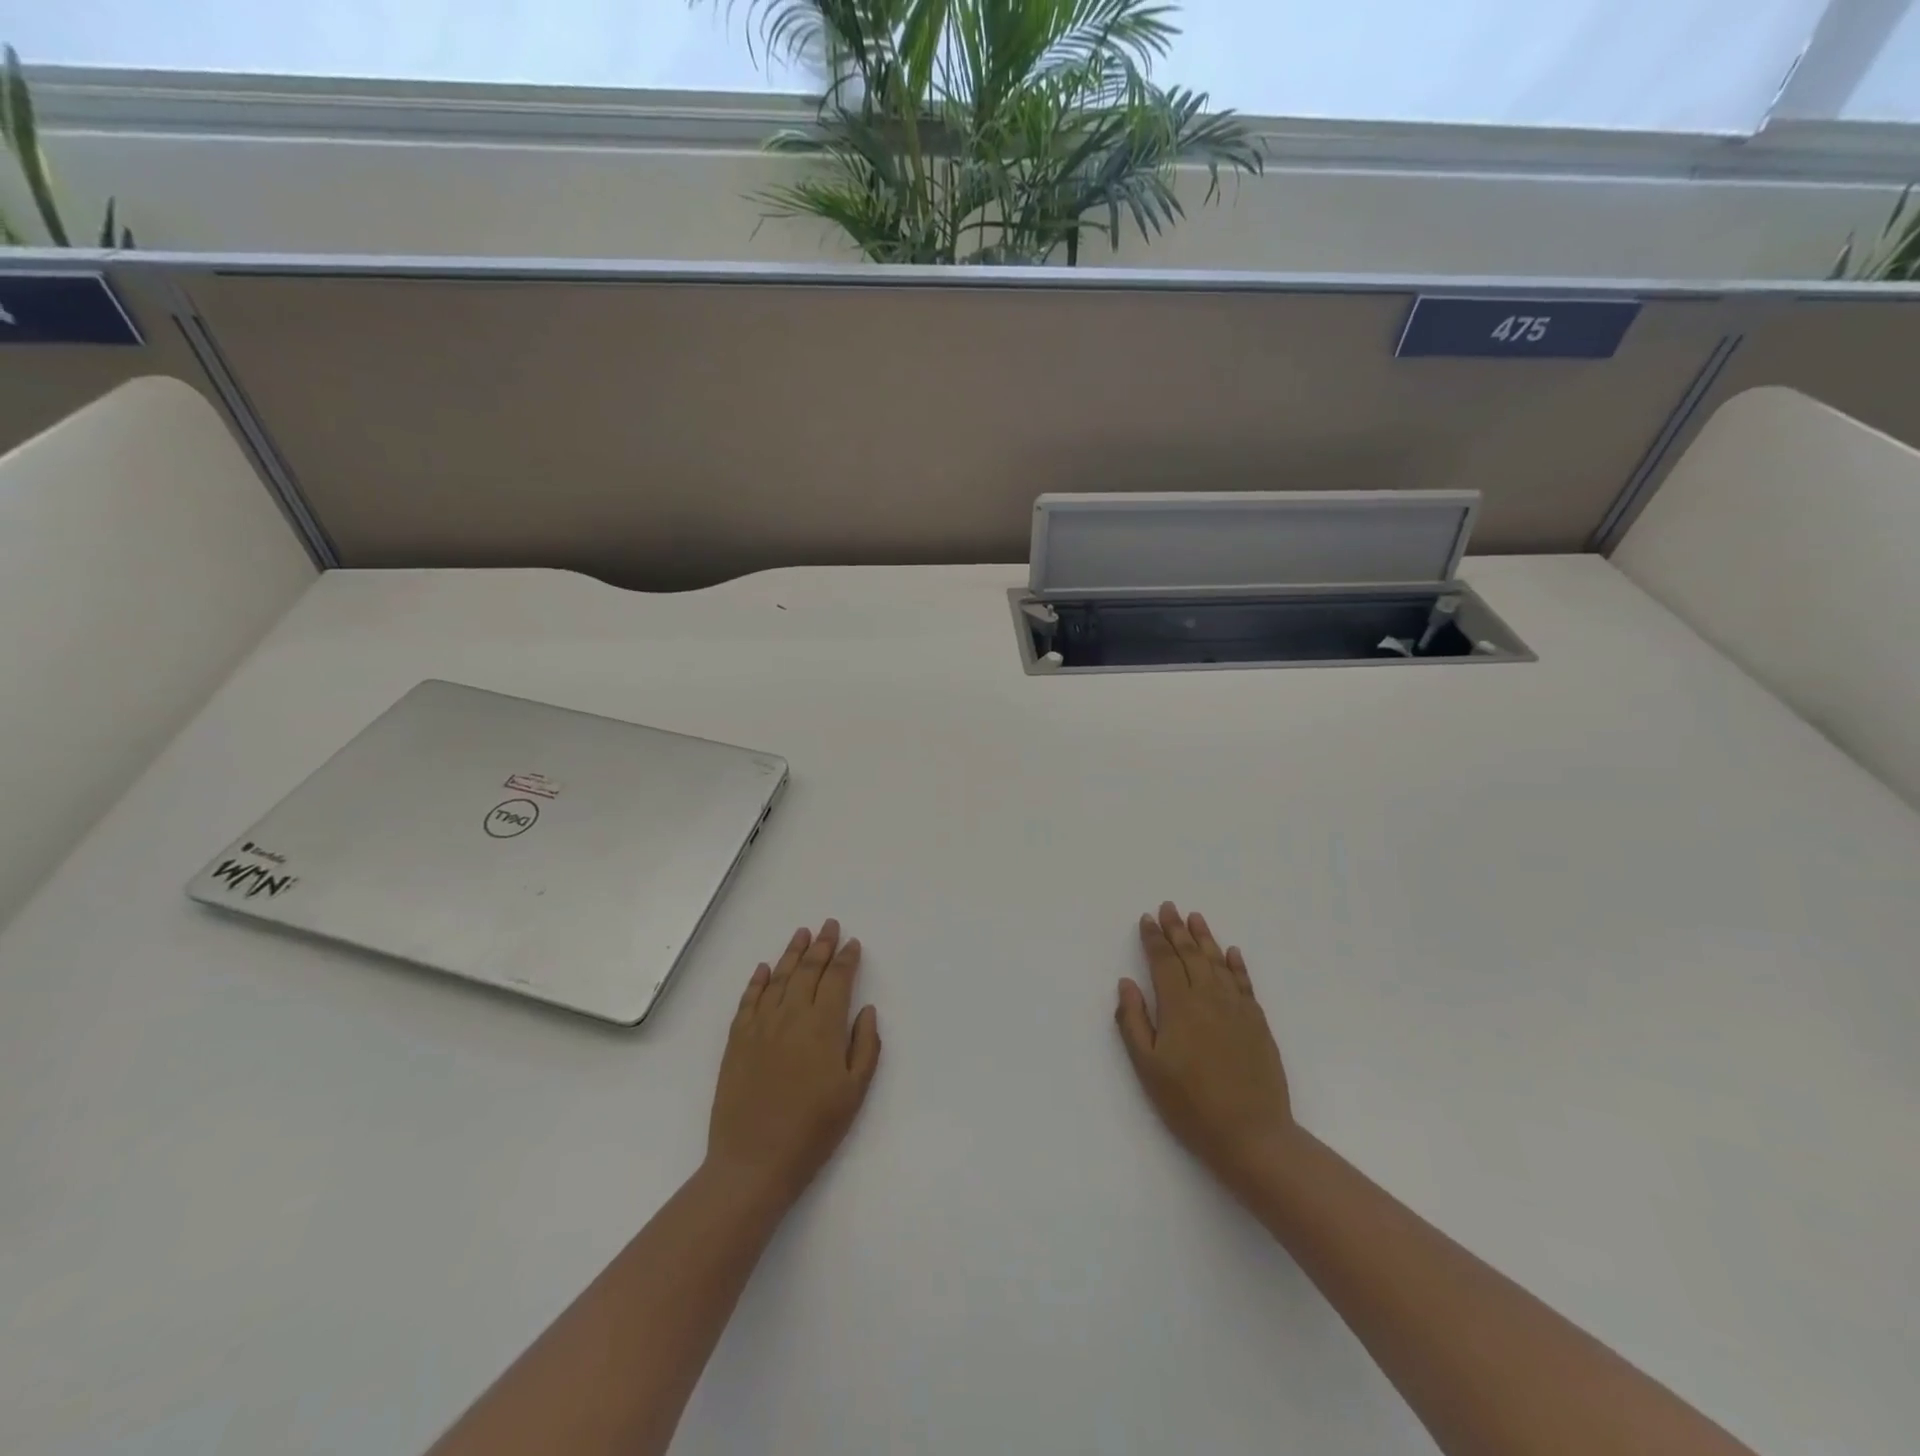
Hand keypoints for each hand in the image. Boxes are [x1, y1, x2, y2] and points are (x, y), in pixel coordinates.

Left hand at [707, 919, 880, 1206]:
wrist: (754, 1161)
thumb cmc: (813, 1131)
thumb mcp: (854, 1093)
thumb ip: (865, 1046)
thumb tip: (865, 1009)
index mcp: (823, 1026)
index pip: (837, 980)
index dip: (846, 959)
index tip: (852, 943)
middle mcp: (791, 1016)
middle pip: (808, 971)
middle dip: (821, 946)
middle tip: (829, 925)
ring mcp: (761, 1026)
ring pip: (778, 978)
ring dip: (791, 953)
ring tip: (802, 934)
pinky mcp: (737, 1040)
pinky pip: (748, 1000)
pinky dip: (757, 981)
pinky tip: (763, 968)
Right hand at [1116, 902, 1294, 1193]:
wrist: (1252, 1135)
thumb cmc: (1190, 1105)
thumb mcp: (1149, 1068)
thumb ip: (1134, 1022)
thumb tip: (1127, 983)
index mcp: (1179, 1006)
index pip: (1163, 961)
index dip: (1154, 938)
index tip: (1147, 919)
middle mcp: (1208, 998)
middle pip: (1190, 955)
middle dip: (1177, 929)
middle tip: (1168, 907)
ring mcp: (1237, 1009)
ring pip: (1218, 963)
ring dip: (1205, 938)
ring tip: (1195, 918)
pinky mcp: (1258, 1023)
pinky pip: (1244, 983)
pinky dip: (1236, 964)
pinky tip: (1231, 952)